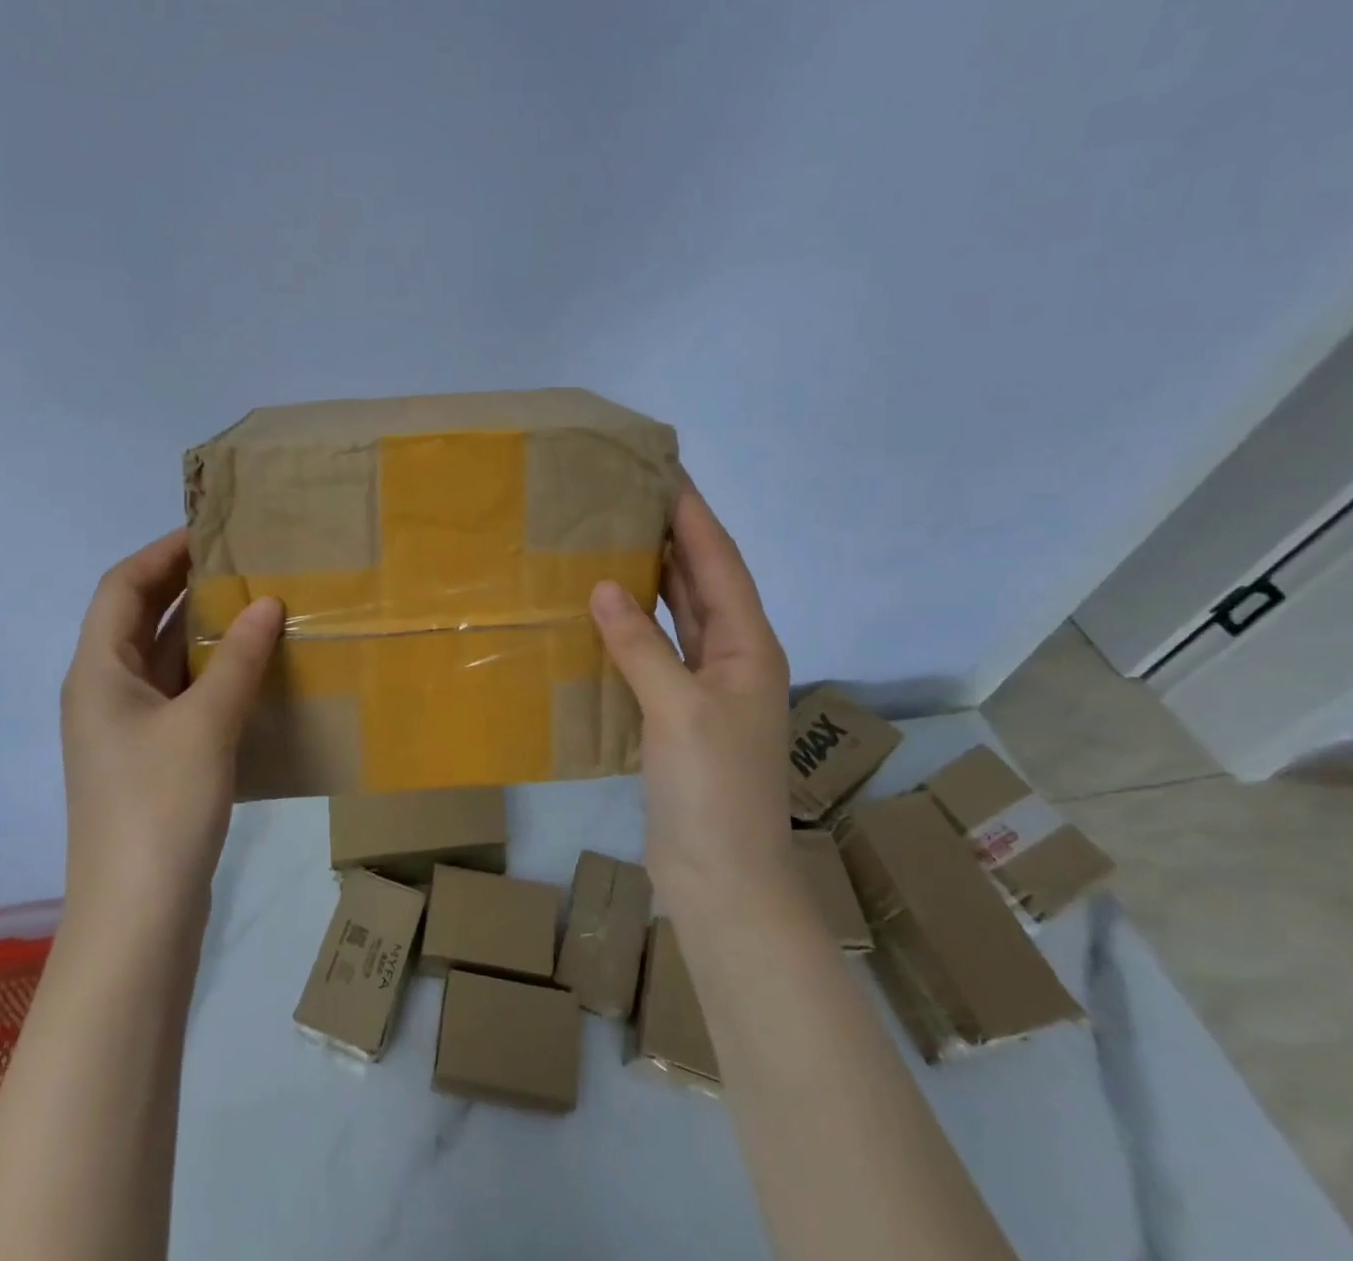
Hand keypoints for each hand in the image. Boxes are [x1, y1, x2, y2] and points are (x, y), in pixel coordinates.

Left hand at [60, 529, 283, 916]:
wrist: (137, 916)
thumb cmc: (160, 806)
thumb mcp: (206, 723)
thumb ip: (237, 658)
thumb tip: (267, 602)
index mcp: (98, 672)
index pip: (121, 587)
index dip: (162, 552)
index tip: (212, 531)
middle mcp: (105, 691)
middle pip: (140, 619)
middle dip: (186, 585)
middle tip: (244, 562)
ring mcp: (128, 728)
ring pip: (165, 659)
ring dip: (205, 630)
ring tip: (259, 604)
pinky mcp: (152, 758)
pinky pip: (182, 695)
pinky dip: (213, 673)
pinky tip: (255, 669)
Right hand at [590, 480, 794, 911]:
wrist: (721, 878)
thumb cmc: (713, 789)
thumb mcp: (678, 710)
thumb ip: (641, 646)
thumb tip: (603, 586)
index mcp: (749, 648)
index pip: (720, 565)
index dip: (694, 518)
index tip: (666, 474)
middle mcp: (732, 659)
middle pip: (703, 584)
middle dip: (674, 538)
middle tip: (631, 497)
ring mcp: (705, 688)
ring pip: (679, 617)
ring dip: (653, 579)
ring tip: (614, 540)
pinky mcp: (677, 713)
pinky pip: (655, 652)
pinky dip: (633, 627)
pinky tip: (603, 613)